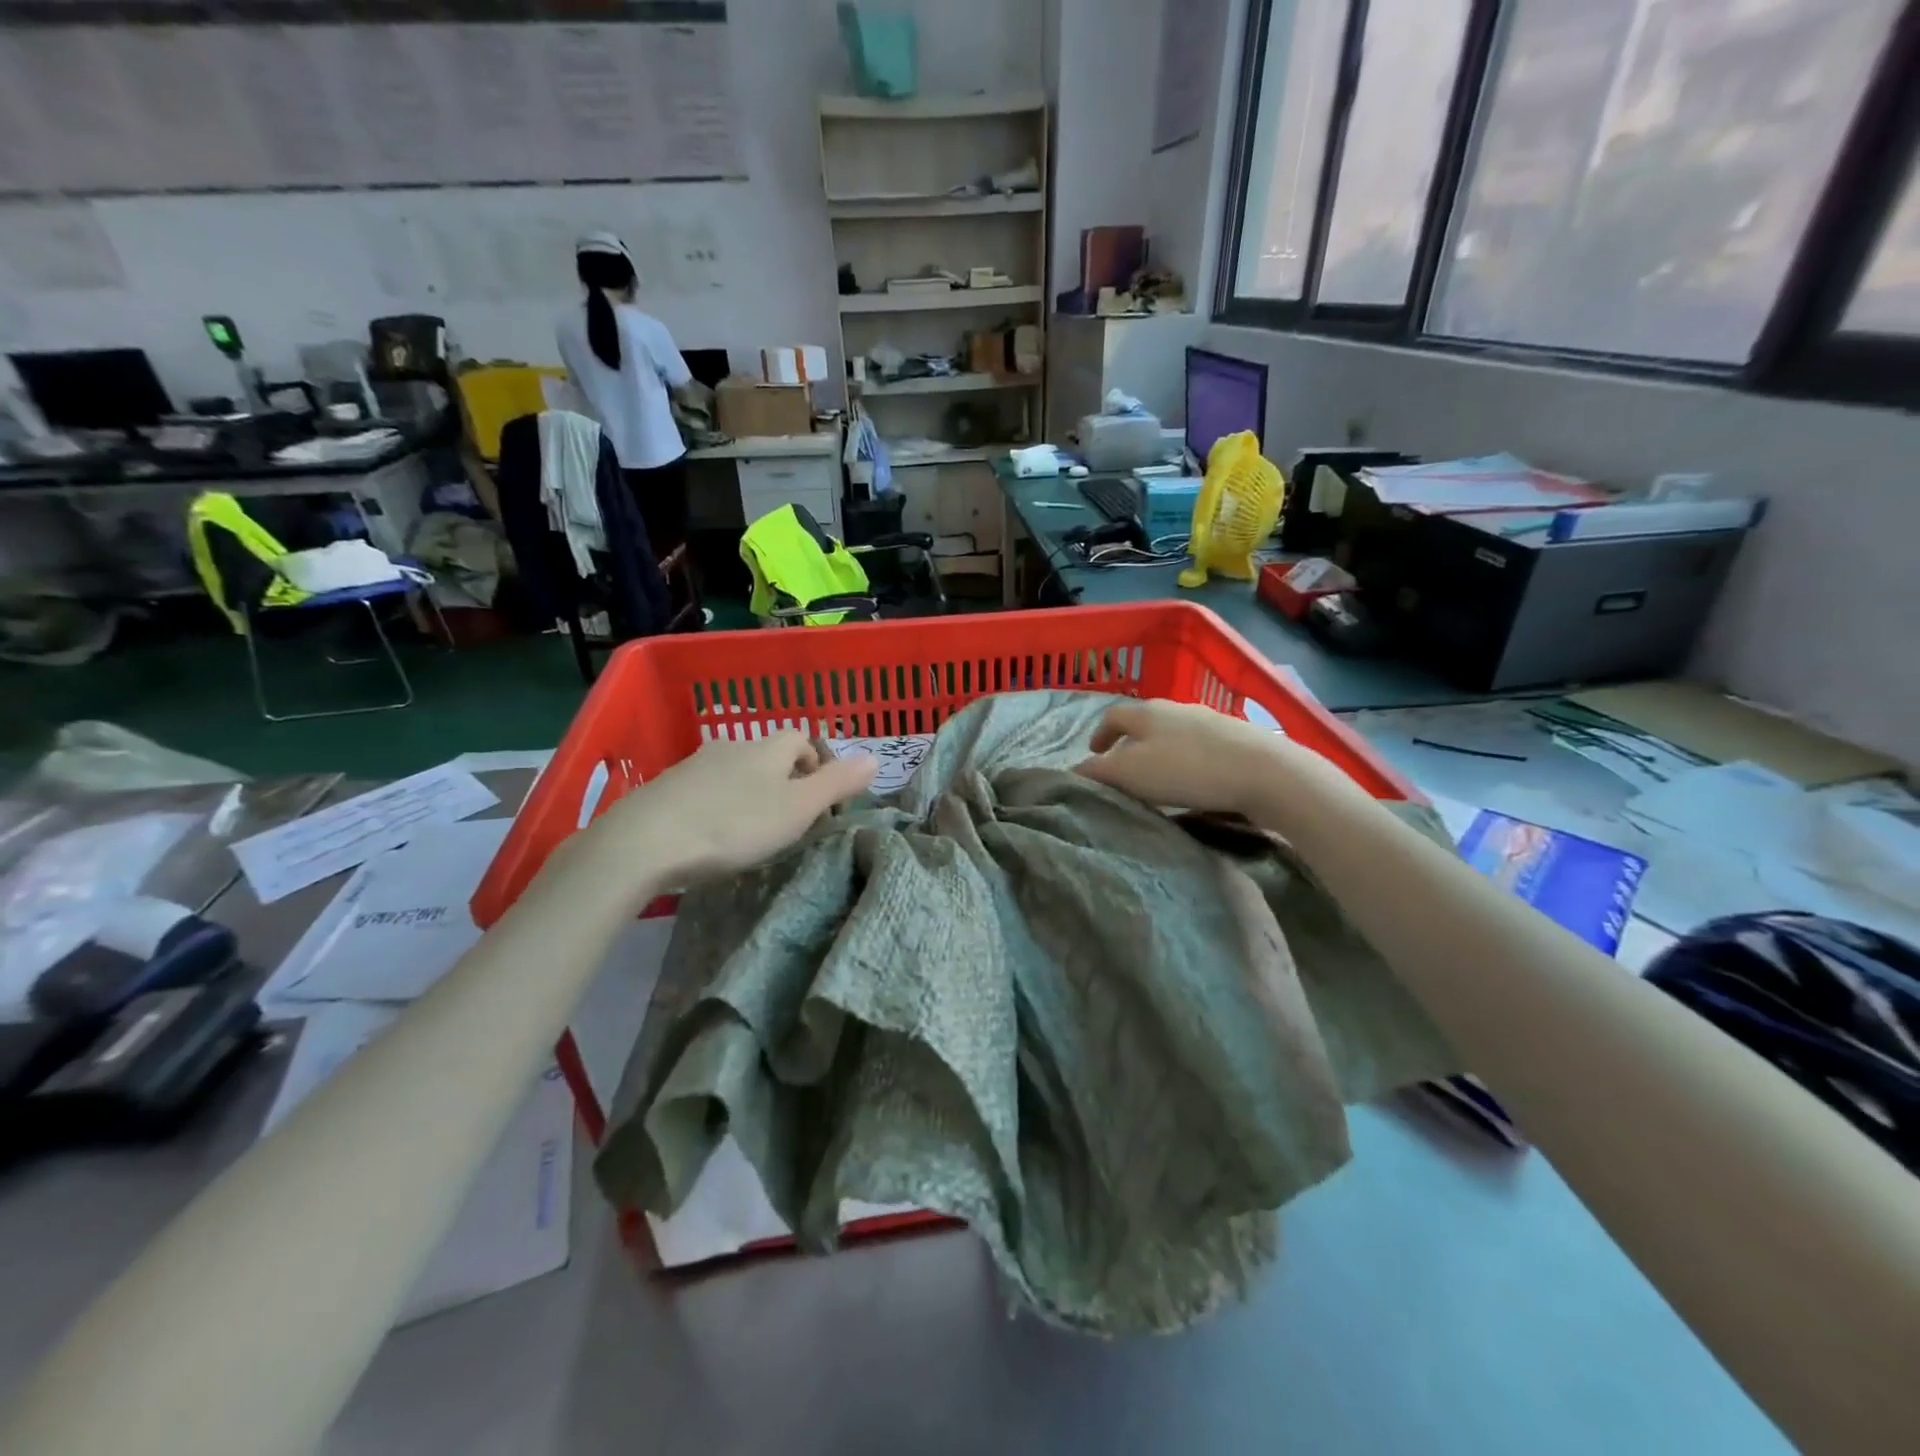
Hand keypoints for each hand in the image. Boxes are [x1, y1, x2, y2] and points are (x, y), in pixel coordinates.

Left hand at [570, 732, 876, 890]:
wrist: (646, 841)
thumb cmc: (734, 824)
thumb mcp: (797, 808)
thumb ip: (837, 783)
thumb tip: (875, 756)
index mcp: (767, 748)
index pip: (801, 738)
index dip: (816, 762)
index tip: (820, 800)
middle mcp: (731, 747)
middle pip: (768, 754)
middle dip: (784, 780)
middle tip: (790, 820)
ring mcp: (694, 765)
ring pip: (734, 772)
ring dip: (749, 793)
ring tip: (752, 832)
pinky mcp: (665, 788)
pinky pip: (704, 790)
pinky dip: (717, 805)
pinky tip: (712, 835)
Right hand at [1076, 699, 1309, 812]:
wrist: (1263, 771)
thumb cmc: (1186, 770)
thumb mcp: (1131, 774)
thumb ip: (1099, 772)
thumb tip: (1074, 771)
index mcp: (1146, 712)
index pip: (1112, 716)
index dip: (1098, 734)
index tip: (1093, 753)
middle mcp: (1175, 708)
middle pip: (1143, 722)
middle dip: (1128, 742)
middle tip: (1122, 769)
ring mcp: (1209, 719)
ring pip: (1172, 732)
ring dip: (1158, 750)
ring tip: (1156, 778)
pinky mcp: (1235, 736)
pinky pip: (1198, 744)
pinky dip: (1185, 758)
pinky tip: (1192, 780)